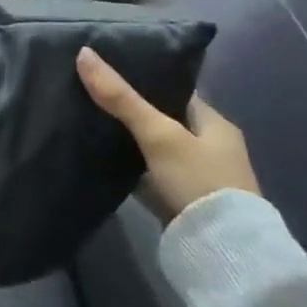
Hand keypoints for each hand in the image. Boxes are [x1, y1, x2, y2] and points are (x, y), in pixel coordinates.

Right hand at [77, 47, 257, 220]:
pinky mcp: (181, 200)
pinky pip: (148, 171)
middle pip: (162, 117)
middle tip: (89, 90)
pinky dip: (129, 163)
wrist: (223, 253)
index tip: (106, 67)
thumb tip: (83, 53)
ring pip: (153, 145)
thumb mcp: (158, 134)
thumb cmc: (198, 181)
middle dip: (130, 108)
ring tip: (87, 116)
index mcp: (215, 123)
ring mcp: (196, 176)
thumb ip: (121, 97)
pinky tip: (101, 154)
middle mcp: (210, 146)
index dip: (143, 76)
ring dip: (128, 136)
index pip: (174, 89)